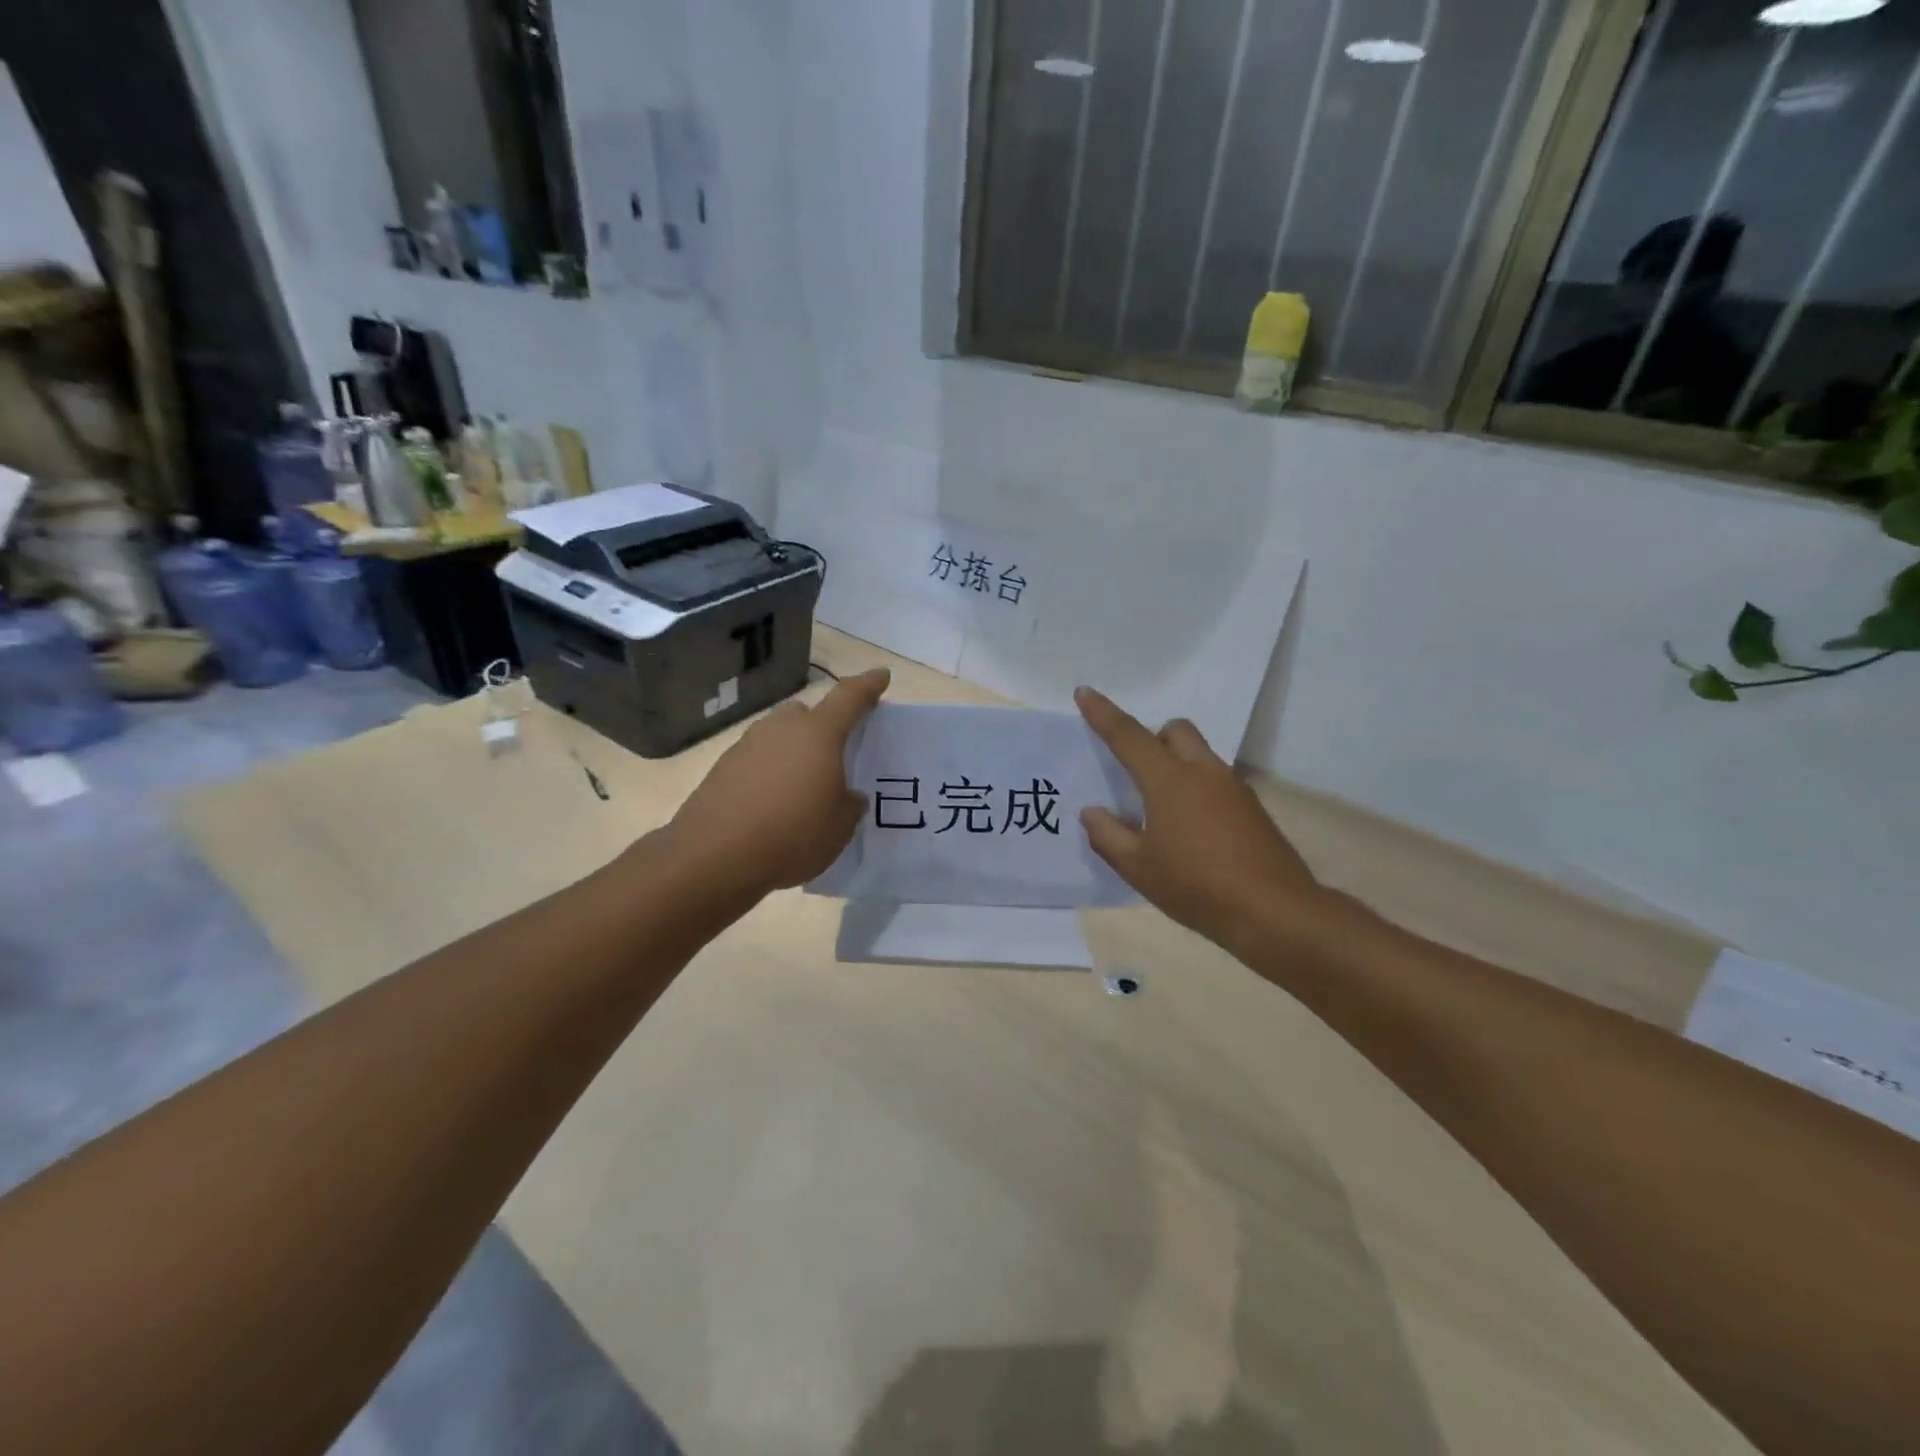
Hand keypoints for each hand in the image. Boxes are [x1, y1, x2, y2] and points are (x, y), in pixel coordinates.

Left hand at [667, 669, 889, 896]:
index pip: (850, 698)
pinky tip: (772, 807)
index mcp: (818, 734)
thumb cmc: (793, 834)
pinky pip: (756, 762)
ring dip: (792, 753)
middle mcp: (781, 729)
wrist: (715, 857)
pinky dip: (768, 775)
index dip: (868, 686)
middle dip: (822, 727)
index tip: (881, 676)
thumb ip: (850, 803)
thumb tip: (847, 795)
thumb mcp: (840, 826)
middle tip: (834, 754)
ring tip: (802, 789)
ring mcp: (746, 746)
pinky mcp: (722, 770)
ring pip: (778, 738)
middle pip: (807, 714)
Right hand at [1075, 687, 1323, 951]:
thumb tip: (1092, 812)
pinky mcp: (1253, 808)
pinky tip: (1194, 831)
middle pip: (1176, 730)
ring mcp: (1234, 788)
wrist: (1273, 911)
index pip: (1129, 736)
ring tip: (1164, 811)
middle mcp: (1203, 772)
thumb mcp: (1139, 868)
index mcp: (1169, 781)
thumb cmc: (1196, 886)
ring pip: (1200, 754)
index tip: (1085, 693)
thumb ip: (1108, 836)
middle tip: (1138, 772)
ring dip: (1178, 764)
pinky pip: (1217, 781)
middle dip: (1154, 737)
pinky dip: (1199, 790)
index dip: (1103, 714)